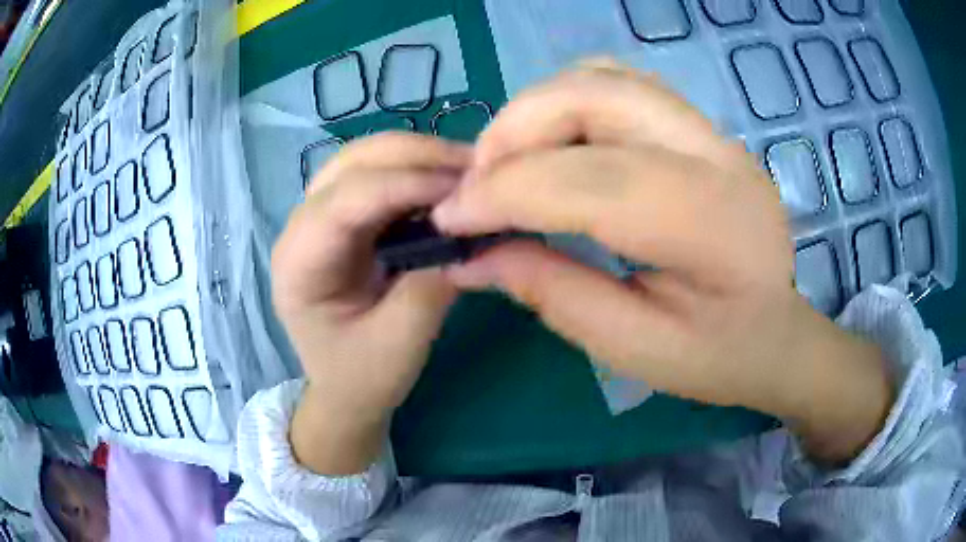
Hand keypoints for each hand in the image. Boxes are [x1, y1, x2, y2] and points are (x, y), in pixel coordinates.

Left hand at [272, 133, 469, 473]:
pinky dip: (416, 171)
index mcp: (299, 263)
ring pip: (365, 159)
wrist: (346, 390)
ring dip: (418, 156)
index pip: (347, 199)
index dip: (407, 183)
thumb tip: (468, 230)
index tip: (468, 187)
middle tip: (476, 168)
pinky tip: (448, 183)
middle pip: (352, 163)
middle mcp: (301, 228)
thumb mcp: (401, 344)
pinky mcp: (345, 219)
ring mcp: (321, 217)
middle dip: (415, 156)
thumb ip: (431, 287)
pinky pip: (378, 176)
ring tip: (468, 171)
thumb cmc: (364, 377)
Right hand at [433, 63, 891, 463]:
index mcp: (712, 223)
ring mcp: (712, 131)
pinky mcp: (700, 128)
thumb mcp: (635, 348)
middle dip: (514, 131)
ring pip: (604, 78)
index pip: (590, 179)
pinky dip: (569, 102)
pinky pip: (620, 85)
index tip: (449, 218)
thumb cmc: (720, 356)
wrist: (780, 333)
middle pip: (595, 95)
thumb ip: (553, 293)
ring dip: (537, 109)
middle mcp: (716, 154)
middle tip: (476, 184)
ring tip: (509, 164)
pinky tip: (555, 146)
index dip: (505, 191)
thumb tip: (472, 256)